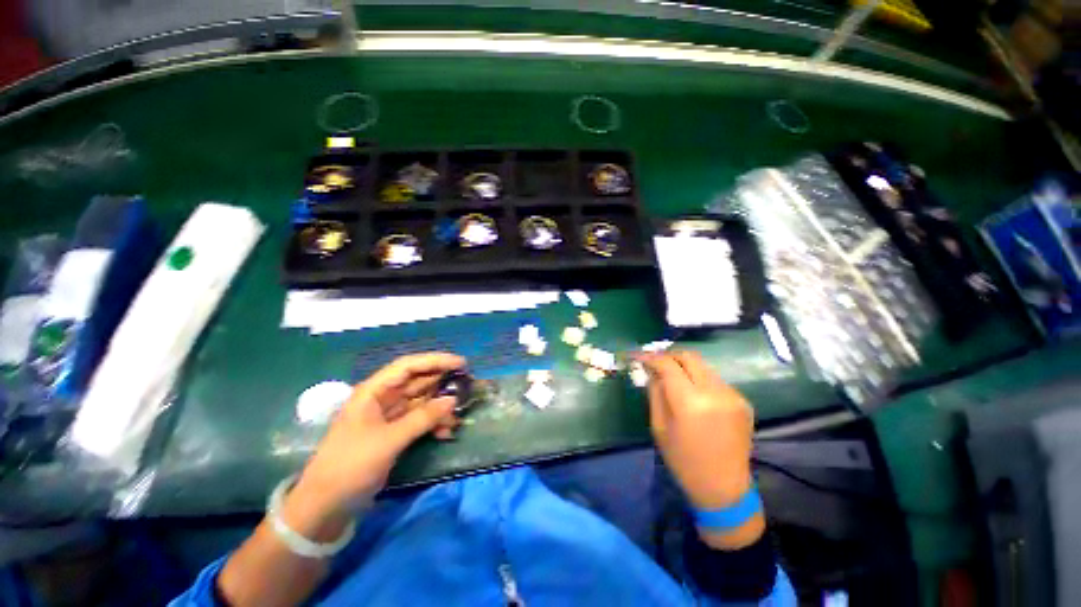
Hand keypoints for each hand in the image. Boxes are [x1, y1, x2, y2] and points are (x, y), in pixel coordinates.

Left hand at [290, 352, 465, 523]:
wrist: (325, 506)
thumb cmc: (351, 465)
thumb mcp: (389, 440)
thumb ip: (423, 418)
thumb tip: (453, 399)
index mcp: (374, 391)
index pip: (409, 366)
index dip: (436, 361)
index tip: (461, 364)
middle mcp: (382, 398)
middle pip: (418, 381)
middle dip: (442, 383)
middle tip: (468, 385)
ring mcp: (388, 416)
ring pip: (421, 401)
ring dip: (440, 407)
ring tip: (458, 416)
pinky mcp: (393, 433)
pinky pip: (419, 420)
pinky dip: (433, 424)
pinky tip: (445, 433)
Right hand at [638, 350, 753, 510]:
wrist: (724, 488)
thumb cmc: (683, 461)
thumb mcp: (659, 426)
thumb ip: (655, 393)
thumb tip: (651, 371)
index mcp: (690, 402)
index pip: (668, 364)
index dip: (651, 357)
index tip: (639, 356)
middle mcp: (715, 392)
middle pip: (689, 357)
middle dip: (669, 356)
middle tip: (656, 363)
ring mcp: (732, 395)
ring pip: (703, 366)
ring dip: (685, 367)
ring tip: (673, 377)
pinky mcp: (742, 401)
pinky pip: (715, 380)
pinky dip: (699, 379)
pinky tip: (693, 394)